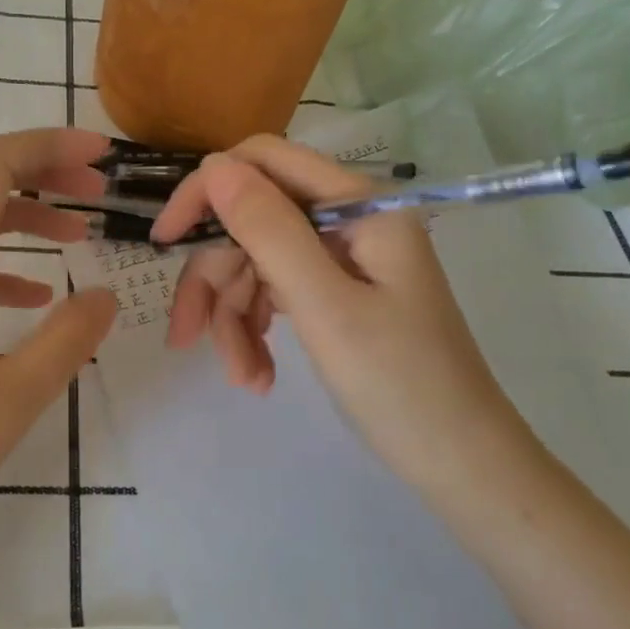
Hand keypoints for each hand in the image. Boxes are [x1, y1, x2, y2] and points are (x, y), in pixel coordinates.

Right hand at [151, 135, 531, 491]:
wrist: (462, 466)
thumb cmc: (402, 386)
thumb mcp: (325, 308)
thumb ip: (268, 230)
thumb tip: (213, 167)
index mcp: (358, 204)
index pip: (263, 162)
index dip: (207, 192)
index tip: (166, 241)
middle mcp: (348, 219)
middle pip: (252, 222)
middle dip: (217, 280)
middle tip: (187, 338)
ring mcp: (342, 257)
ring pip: (256, 263)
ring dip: (234, 318)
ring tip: (243, 377)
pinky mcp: (337, 292)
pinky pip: (275, 293)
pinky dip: (256, 331)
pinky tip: (258, 376)